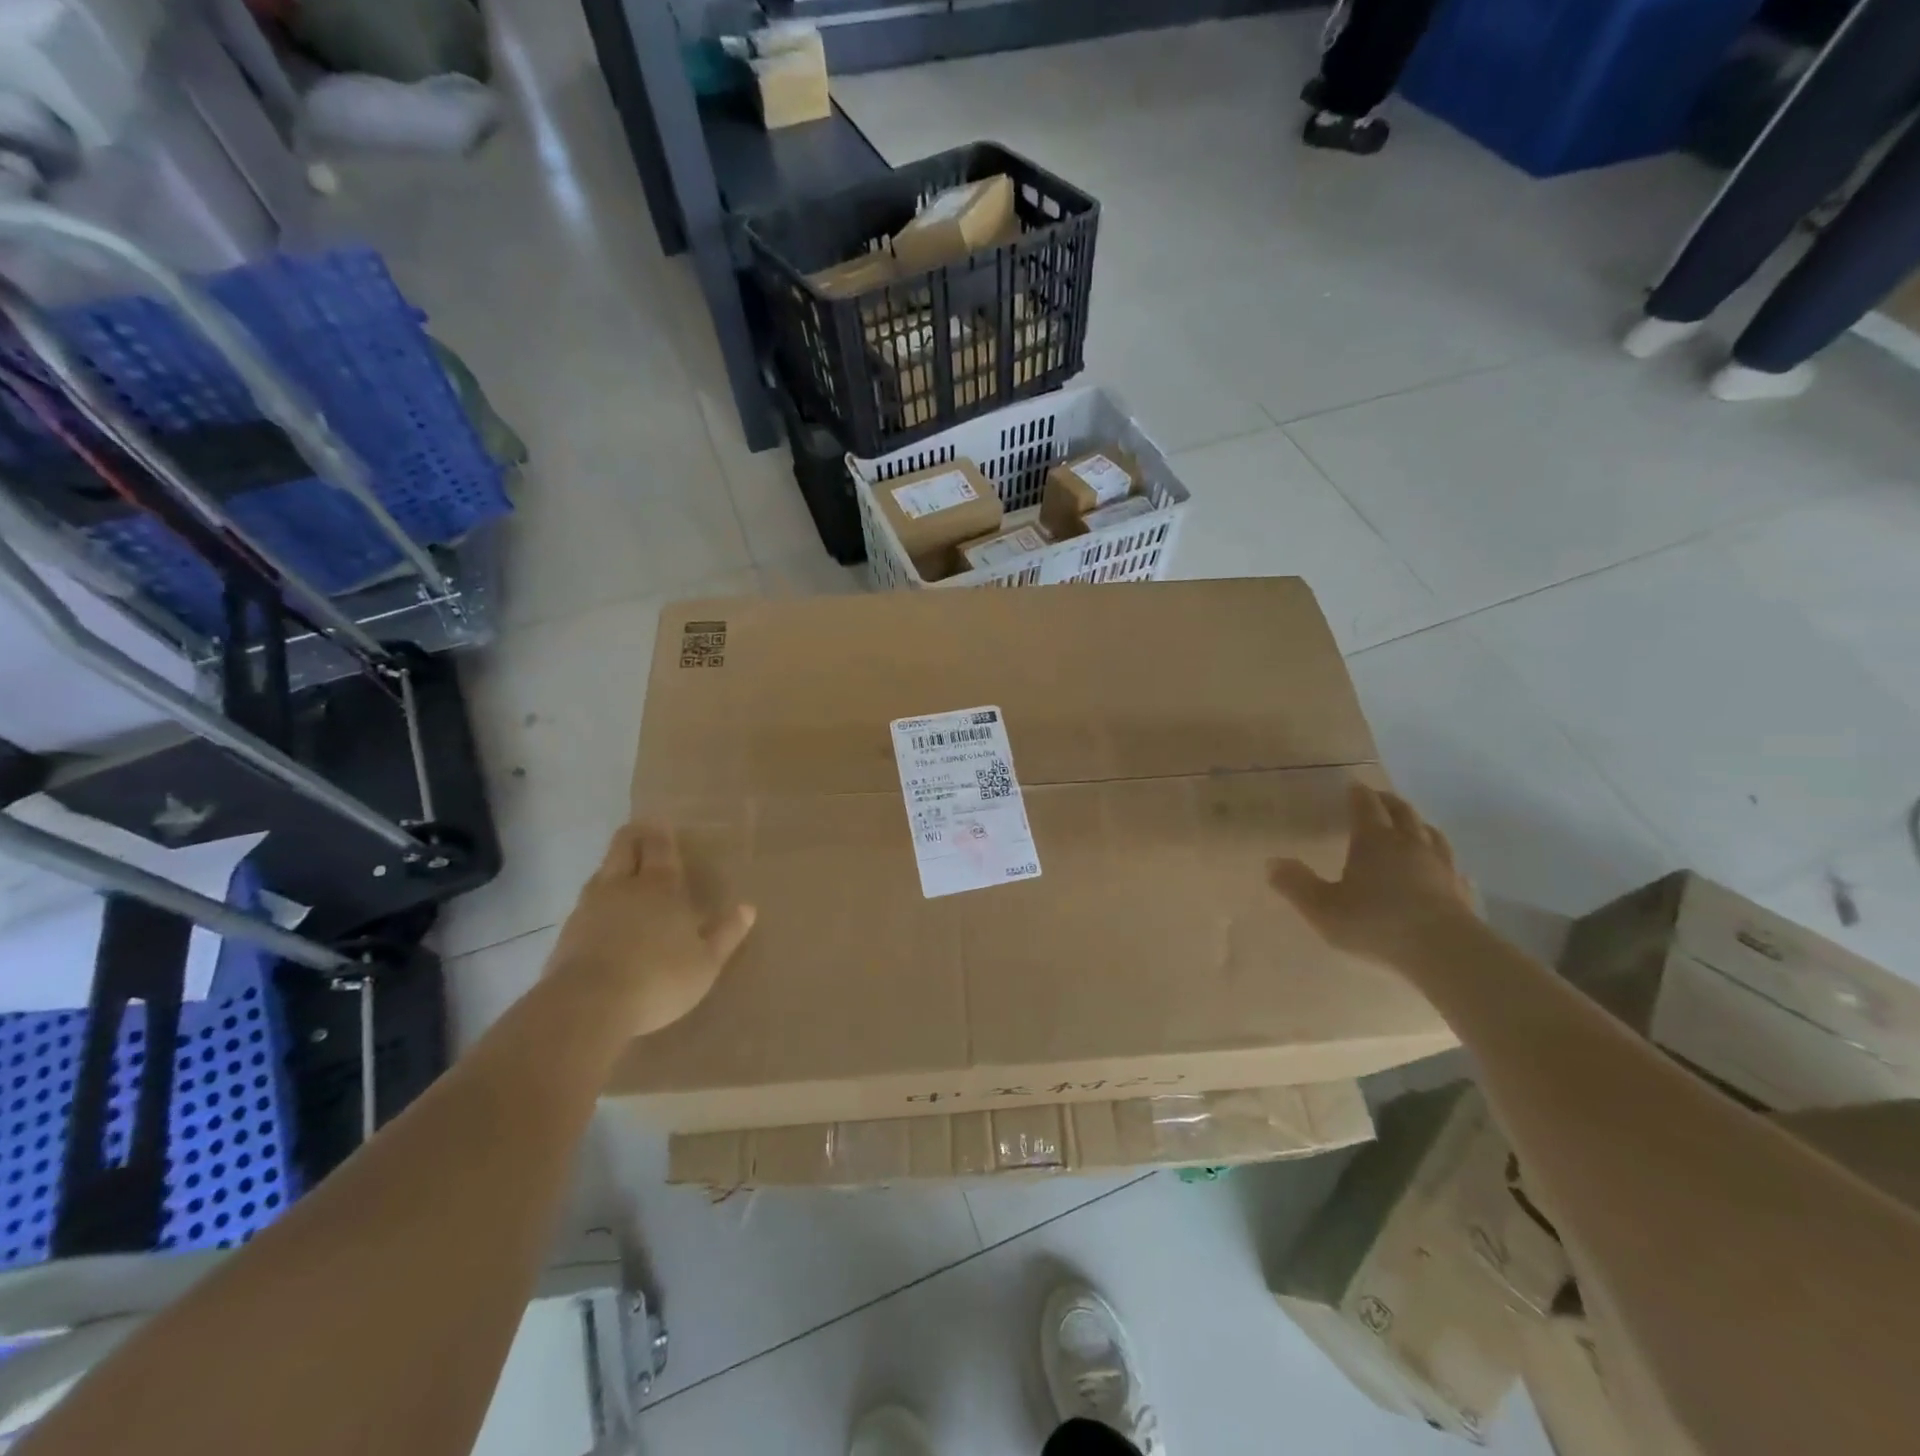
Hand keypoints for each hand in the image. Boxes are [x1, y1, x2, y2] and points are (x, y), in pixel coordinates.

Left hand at [548, 823, 755, 1036]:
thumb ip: (726, 934)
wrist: (587, 1007)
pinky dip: (597, 901)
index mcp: (661, 887)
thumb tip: (748, 908)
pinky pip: (585, 904)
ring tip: (624, 873)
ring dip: (613, 867)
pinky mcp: (567, 933)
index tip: (661, 822)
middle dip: (633, 837)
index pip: (658, 846)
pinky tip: (603, 916)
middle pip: (623, 847)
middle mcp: (623, 887)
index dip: (660, 832)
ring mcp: (589, 907)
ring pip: (601, 872)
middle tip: (642, 833)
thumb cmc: (659, 979)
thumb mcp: (705, 963)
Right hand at [1269, 783, 1474, 969]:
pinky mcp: (1459, 890)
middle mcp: (1409, 844)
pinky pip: (1451, 864)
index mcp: (1374, 840)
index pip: (1365, 806)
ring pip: (1430, 833)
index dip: (1357, 794)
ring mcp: (1440, 866)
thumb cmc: (1376, 923)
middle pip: (1401, 812)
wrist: (1444, 952)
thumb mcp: (1322, 908)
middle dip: (1387, 802)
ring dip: (1417, 824)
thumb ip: (1296, 884)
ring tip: (1410, 824)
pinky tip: (1442, 866)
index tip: (1352, 786)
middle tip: (1376, 798)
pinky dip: (1441, 857)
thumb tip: (1271, 862)